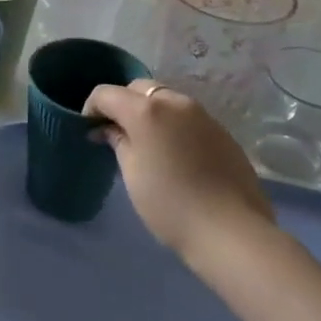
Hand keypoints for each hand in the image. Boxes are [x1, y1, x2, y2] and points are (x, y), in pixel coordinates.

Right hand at [83, 80, 273, 261]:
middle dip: (123, 104)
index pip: (106, 93)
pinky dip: (174, 125)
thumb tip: (108, 129)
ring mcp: (203, 115)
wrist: (231, 231)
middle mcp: (175, 102)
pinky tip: (175, 154)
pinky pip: (188, 117)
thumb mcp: (132, 173)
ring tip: (147, 143)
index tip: (89, 130)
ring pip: (166, 100)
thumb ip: (118, 142)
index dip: (91, 108)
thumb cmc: (169, 204)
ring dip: (150, 113)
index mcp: (146, 110)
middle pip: (139, 89)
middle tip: (117, 133)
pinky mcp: (222, 131)